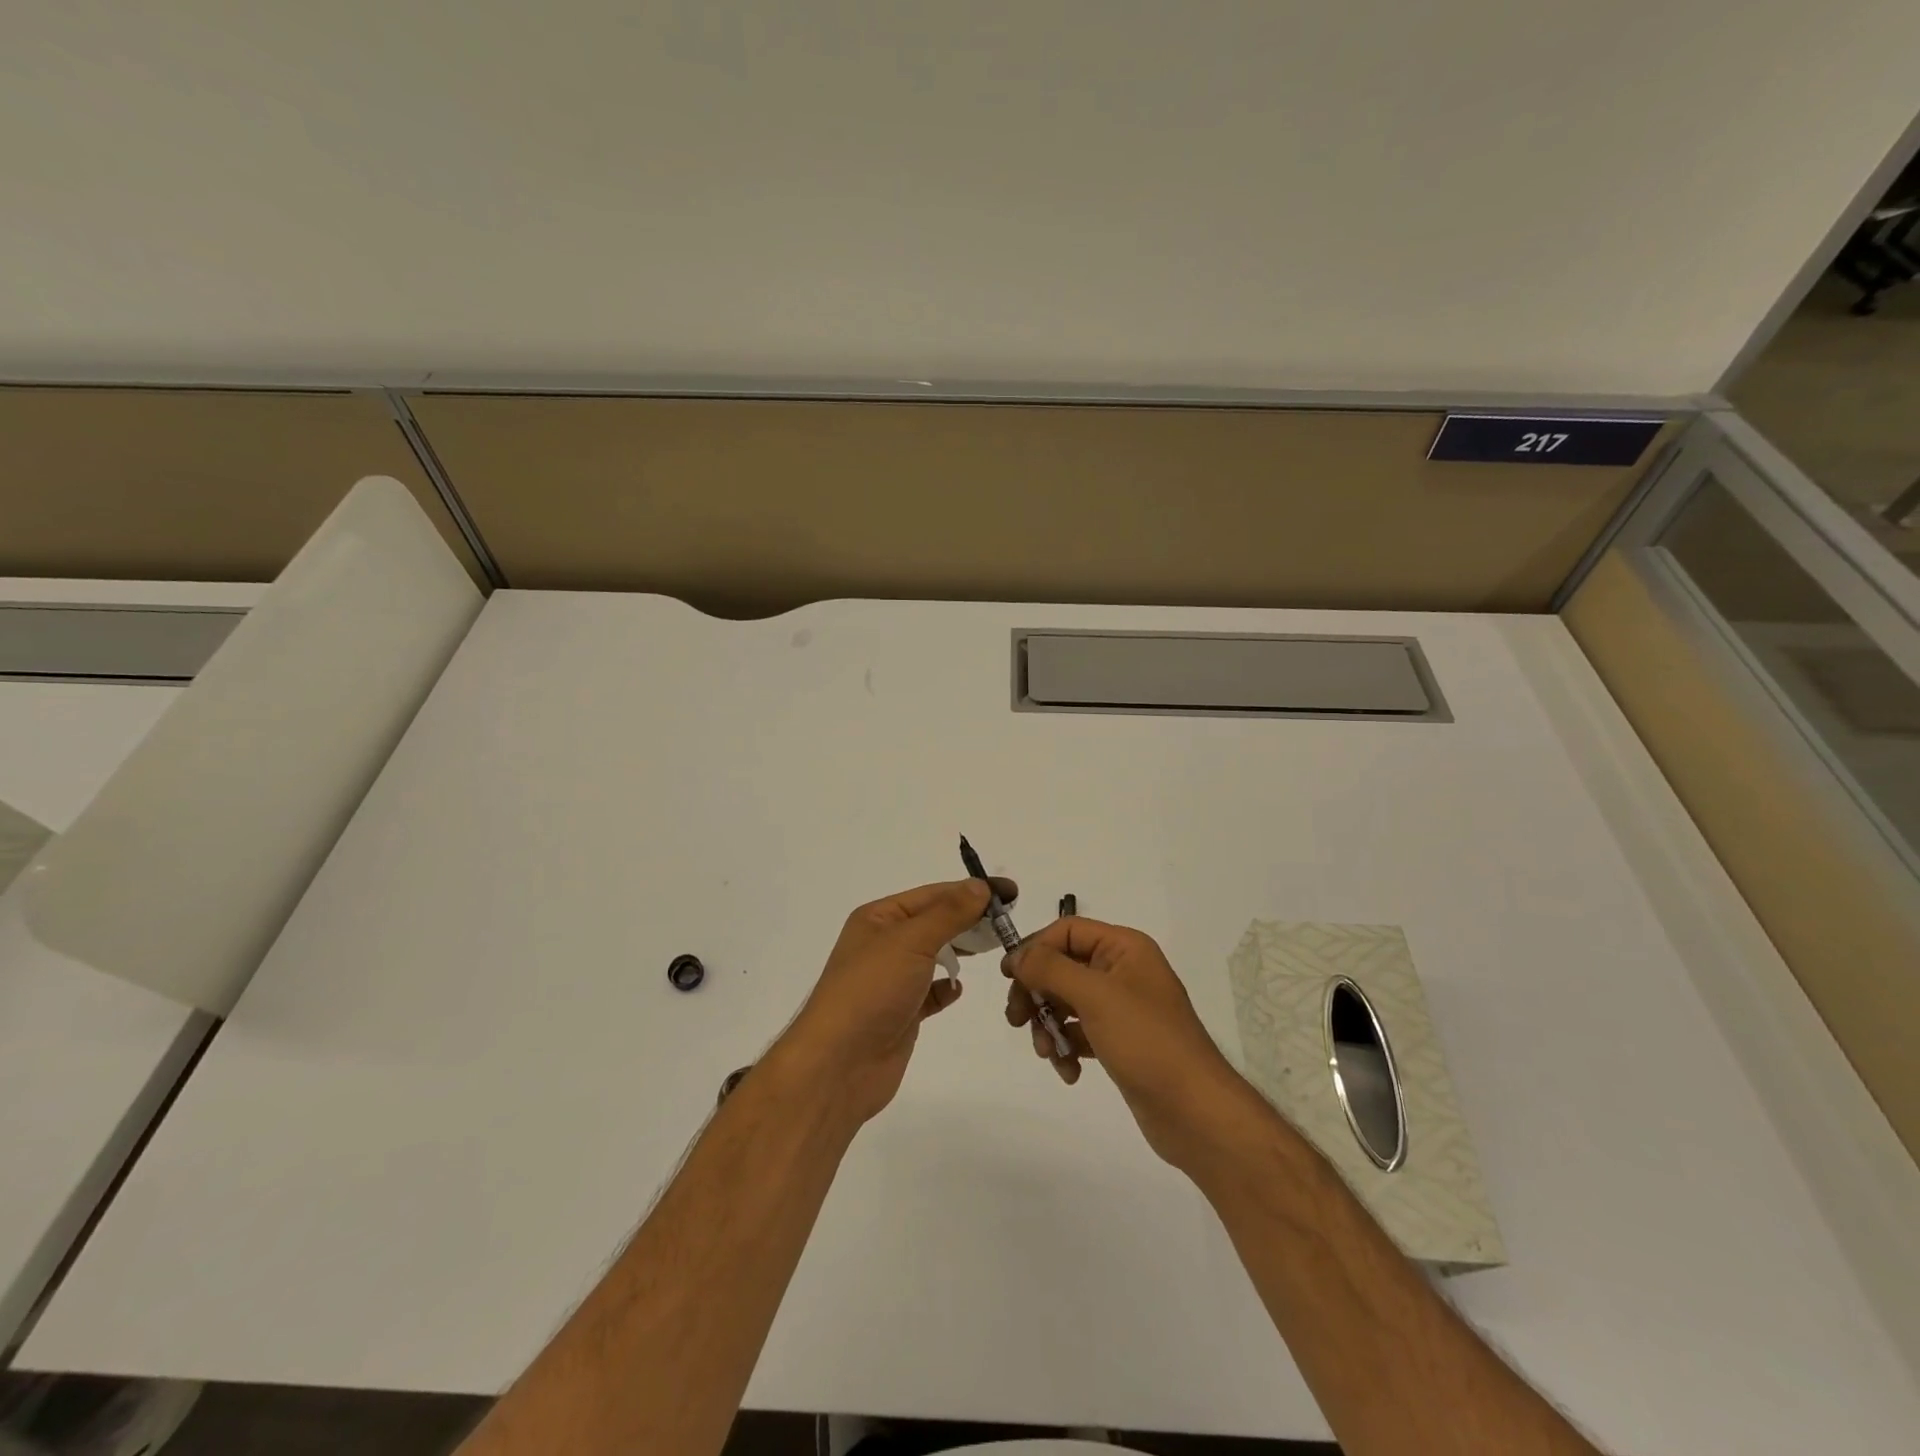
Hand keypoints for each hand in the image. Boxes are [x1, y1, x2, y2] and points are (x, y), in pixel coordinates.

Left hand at [776, 877, 1014, 1124]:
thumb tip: (981, 887)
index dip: (971, 891)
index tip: (1010, 892)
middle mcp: (884, 944)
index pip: (933, 894)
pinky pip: (931, 992)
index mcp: (879, 918)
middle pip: (935, 922)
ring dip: (961, 950)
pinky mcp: (901, 1013)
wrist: (839, 1065)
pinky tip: (960, 988)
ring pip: (935, 955)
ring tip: (996, 947)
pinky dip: (947, 986)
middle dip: (970, 918)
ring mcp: (892, 980)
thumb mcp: (911, 940)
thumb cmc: (871, 990)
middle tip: (1009, 920)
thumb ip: (949, 912)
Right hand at [1003, 917, 1253, 1168]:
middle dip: (1036, 992)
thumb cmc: (1147, 1041)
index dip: (1034, 948)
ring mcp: (1121, 1008)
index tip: (1008, 977)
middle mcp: (1123, 970)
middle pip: (1062, 966)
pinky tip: (1069, 1071)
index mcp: (1124, 948)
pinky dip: (1066, 1047)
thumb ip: (1050, 969)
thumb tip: (1017, 956)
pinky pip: (1079, 1032)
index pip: (1067, 931)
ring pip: (1066, 1002)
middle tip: (1016, 1019)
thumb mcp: (1095, 996)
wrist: (1195, 1112)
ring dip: (1048, 1025)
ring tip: (1047, 1052)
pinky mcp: (1119, 1041)